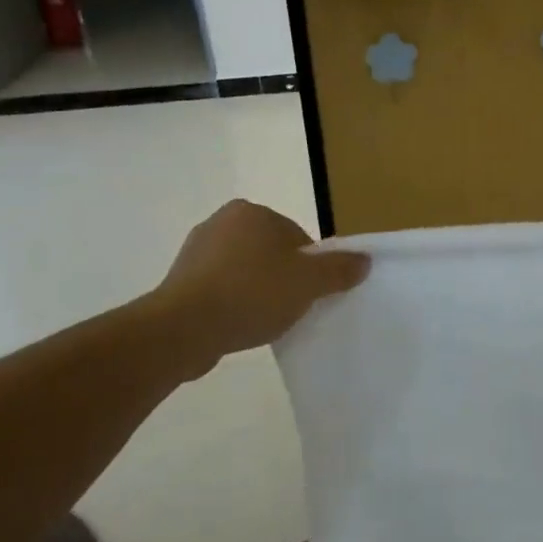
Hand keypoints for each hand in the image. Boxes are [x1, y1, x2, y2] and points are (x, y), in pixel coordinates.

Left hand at [143, 201, 369, 377]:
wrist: (183, 329)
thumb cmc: (252, 294)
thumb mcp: (309, 282)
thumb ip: (339, 269)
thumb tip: (363, 259)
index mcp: (252, 212)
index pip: (297, 237)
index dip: (309, 266)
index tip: (309, 292)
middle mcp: (221, 222)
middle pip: (271, 252)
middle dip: (282, 277)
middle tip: (291, 307)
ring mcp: (195, 251)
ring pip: (244, 271)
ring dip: (256, 292)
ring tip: (263, 321)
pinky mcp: (179, 281)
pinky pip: (219, 290)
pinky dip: (232, 304)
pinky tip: (238, 326)